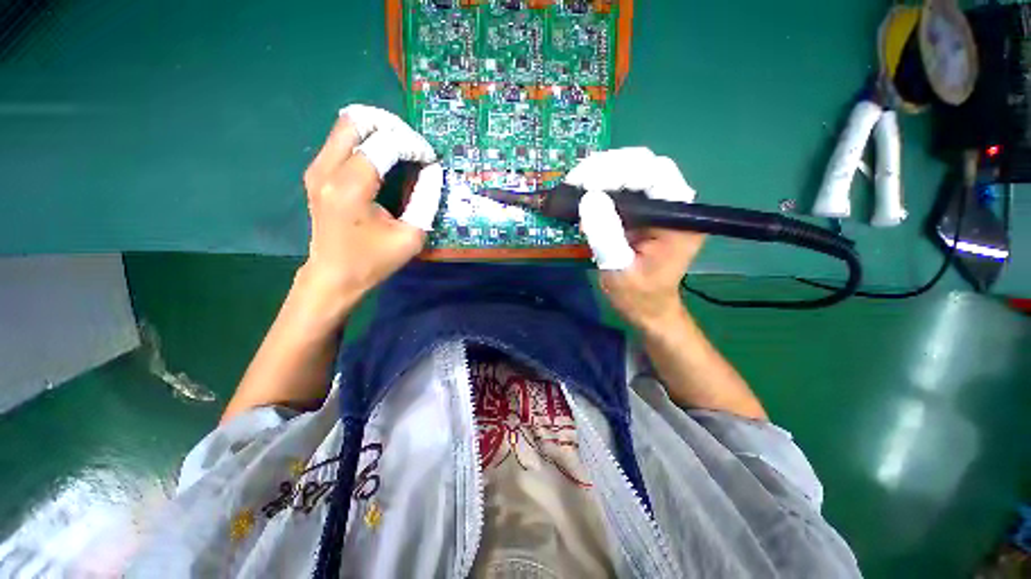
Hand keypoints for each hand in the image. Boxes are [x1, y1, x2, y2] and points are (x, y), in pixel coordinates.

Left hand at [299, 105, 443, 307]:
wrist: (334, 275)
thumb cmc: (374, 260)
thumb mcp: (411, 236)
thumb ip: (426, 199)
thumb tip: (432, 170)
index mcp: (351, 188)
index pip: (385, 144)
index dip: (413, 145)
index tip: (430, 160)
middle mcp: (327, 169)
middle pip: (357, 119)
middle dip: (392, 126)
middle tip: (415, 145)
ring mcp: (317, 168)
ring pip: (347, 124)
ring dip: (379, 129)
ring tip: (403, 147)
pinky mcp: (316, 172)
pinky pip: (341, 139)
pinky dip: (367, 139)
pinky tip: (384, 156)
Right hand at [568, 147, 704, 329]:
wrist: (649, 309)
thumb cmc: (638, 296)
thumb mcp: (618, 269)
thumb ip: (606, 235)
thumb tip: (588, 197)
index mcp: (678, 218)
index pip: (654, 174)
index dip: (618, 170)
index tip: (584, 183)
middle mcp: (674, 204)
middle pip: (643, 165)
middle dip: (606, 168)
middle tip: (575, 182)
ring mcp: (660, 205)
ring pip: (633, 171)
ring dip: (602, 174)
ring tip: (576, 187)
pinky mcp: (646, 211)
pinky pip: (625, 187)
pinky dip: (602, 186)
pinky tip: (585, 195)